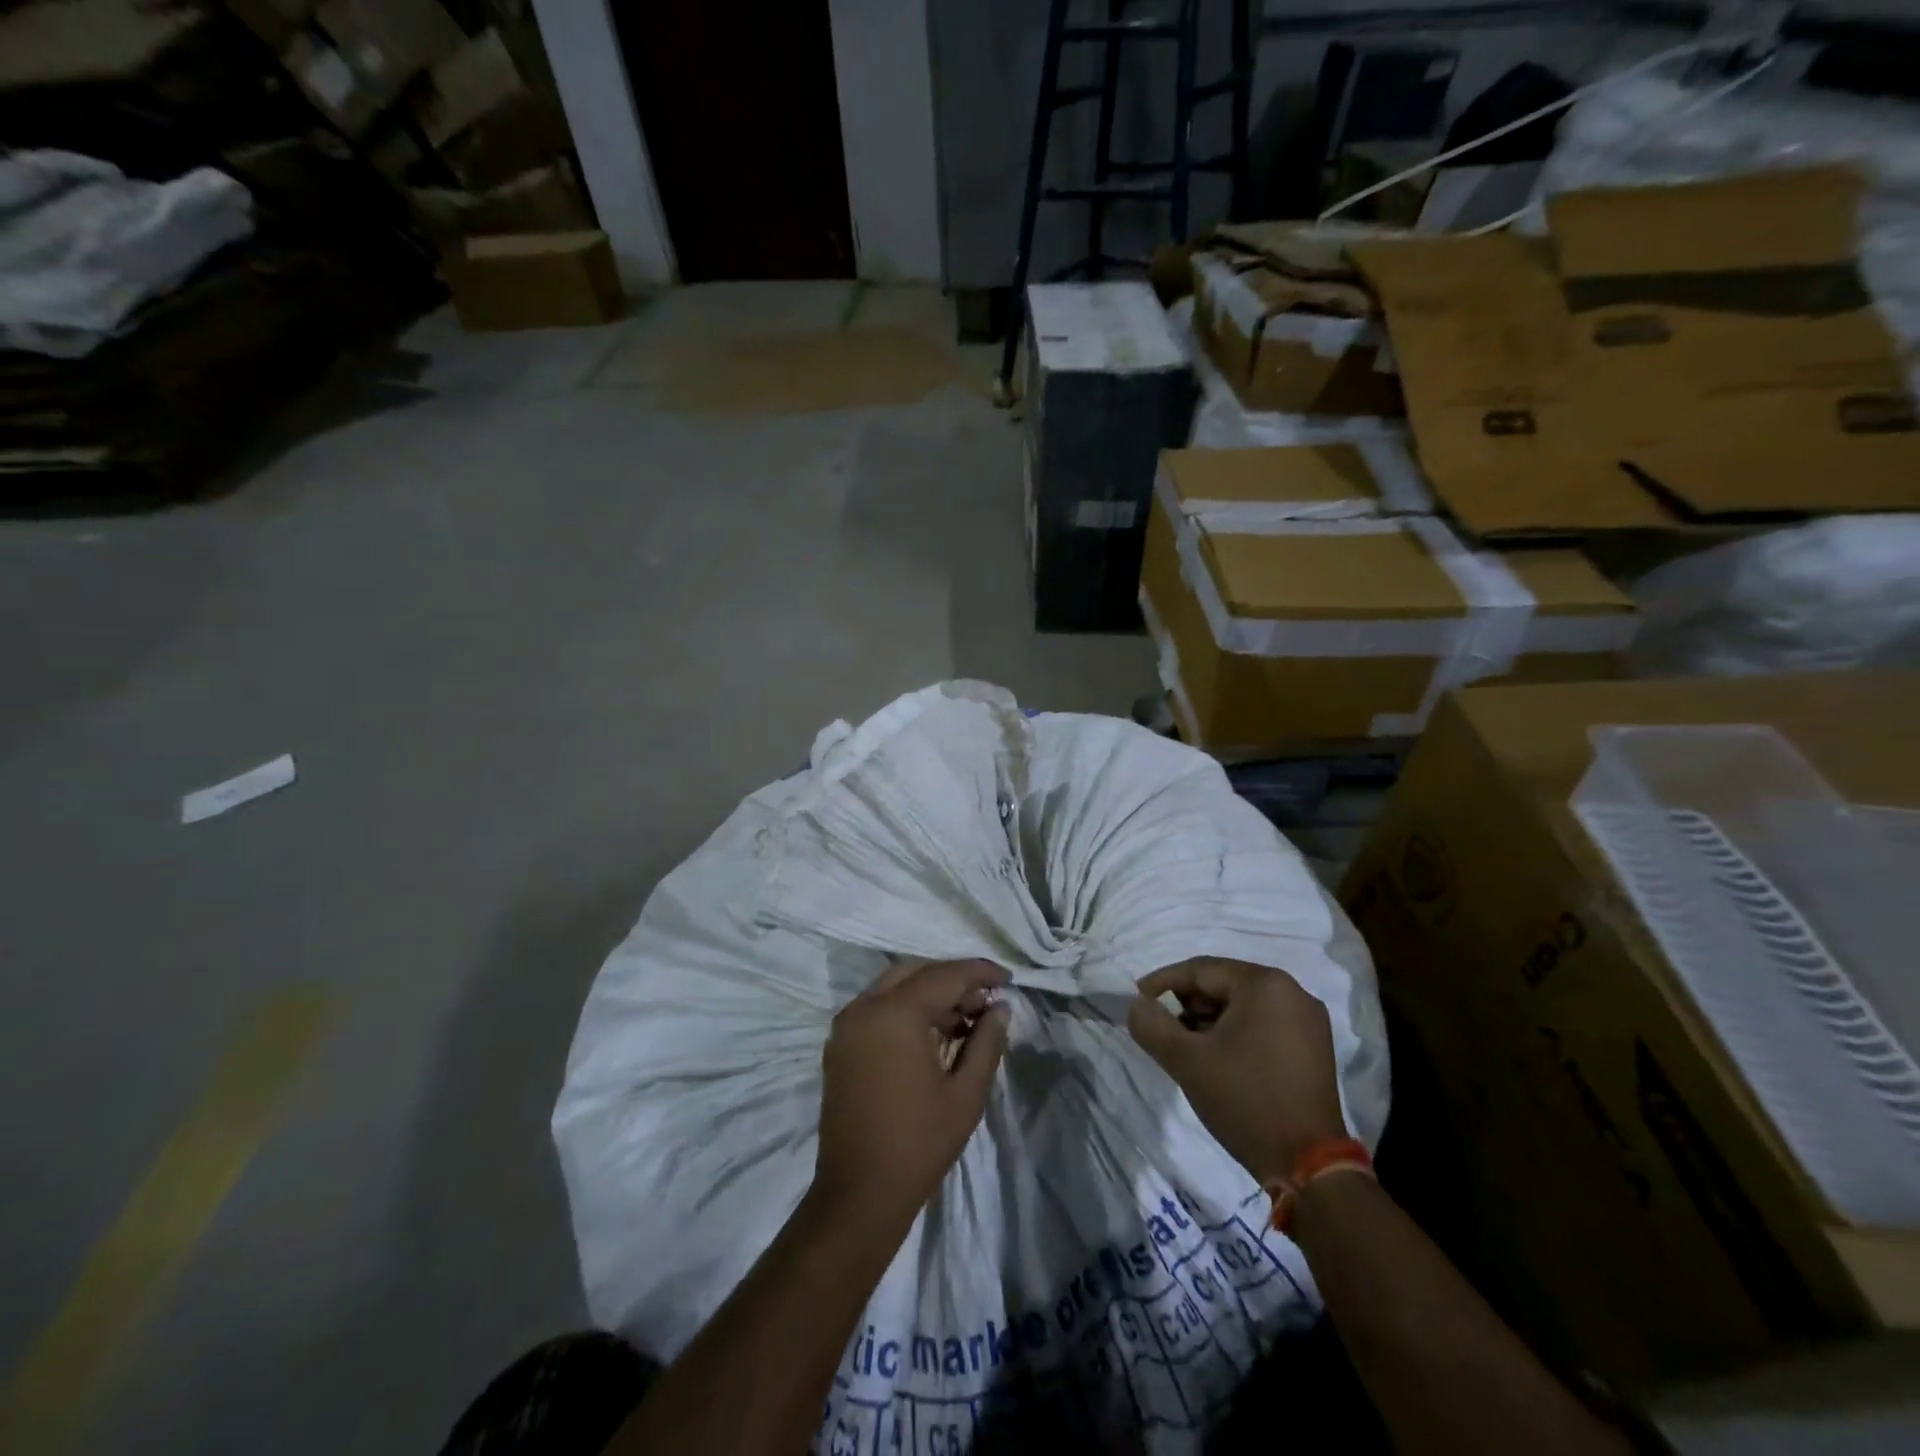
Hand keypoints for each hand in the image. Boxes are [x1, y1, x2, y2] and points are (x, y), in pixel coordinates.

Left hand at [813, 959, 1011, 1232]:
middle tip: (985, 1002)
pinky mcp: (839, 1045)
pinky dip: (906, 1008)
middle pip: (916, 972)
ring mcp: (847, 1026)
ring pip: (894, 987)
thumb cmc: (918, 1144)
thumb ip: (986, 1042)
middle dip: (953, 980)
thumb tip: (1000, 1007)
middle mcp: (865, 1008)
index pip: (944, 975)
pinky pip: (877, 1008)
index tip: (1007, 979)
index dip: (979, 972)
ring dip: (929, 993)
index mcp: (895, 1013)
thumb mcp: (965, 1094)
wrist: (858, 1195)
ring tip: (965, 1020)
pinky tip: (933, 1034)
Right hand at [1127, 957, 1346, 1185]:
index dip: (1163, 982)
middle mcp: (1292, 991)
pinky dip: (1236, 1031)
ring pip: (1243, 1004)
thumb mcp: (1187, 1061)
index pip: (1201, 969)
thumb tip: (1137, 1004)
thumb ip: (1152, 1025)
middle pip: (1224, 983)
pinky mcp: (1315, 1045)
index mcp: (1265, 984)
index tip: (1138, 1000)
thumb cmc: (1245, 1101)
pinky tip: (1218, 1055)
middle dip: (1187, 1002)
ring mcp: (1308, 1019)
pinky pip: (1264, 1022)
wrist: (1309, 1167)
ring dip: (1210, 1018)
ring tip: (1185, 1045)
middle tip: (1161, 1027)